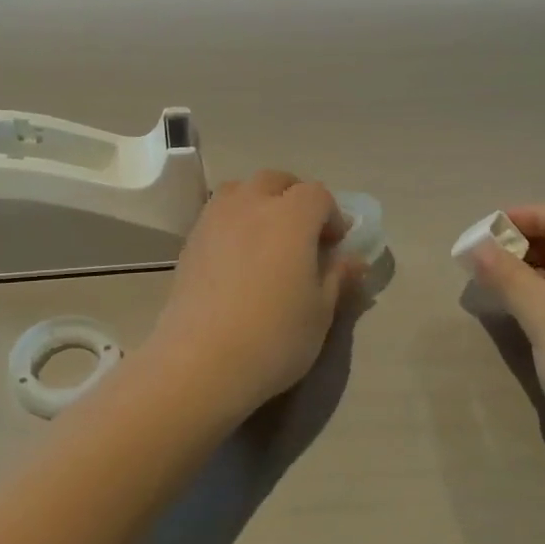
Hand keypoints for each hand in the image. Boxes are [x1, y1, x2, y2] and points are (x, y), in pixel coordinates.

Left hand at [147, 171, 361, 417]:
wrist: (201, 362)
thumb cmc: (274, 336)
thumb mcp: (320, 312)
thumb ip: (338, 278)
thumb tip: (354, 260)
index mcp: (291, 216)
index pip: (318, 194)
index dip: (331, 215)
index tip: (334, 245)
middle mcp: (251, 205)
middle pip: (276, 181)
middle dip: (295, 199)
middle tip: (303, 235)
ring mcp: (215, 220)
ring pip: (241, 190)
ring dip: (259, 202)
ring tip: (266, 238)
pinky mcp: (190, 242)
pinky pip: (217, 214)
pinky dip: (233, 221)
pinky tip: (237, 258)